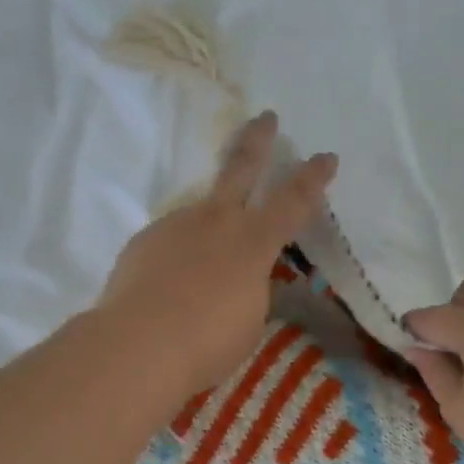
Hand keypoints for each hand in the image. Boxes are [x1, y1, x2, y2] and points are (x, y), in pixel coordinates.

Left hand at [98, 111, 335, 396]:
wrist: (138, 345)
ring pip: (200, 214)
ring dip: (208, 229)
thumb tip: (245, 277)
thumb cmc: (207, 343)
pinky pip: (171, 242)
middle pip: (240, 167)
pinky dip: (178, 258)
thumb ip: (252, 287)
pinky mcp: (144, 241)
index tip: (326, 156)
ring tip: (203, 268)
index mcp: (252, 242)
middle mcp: (216, 222)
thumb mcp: (249, 319)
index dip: (314, 178)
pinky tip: (170, 285)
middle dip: (258, 140)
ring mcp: (176, 226)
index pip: (293, 201)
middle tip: (266, 117)